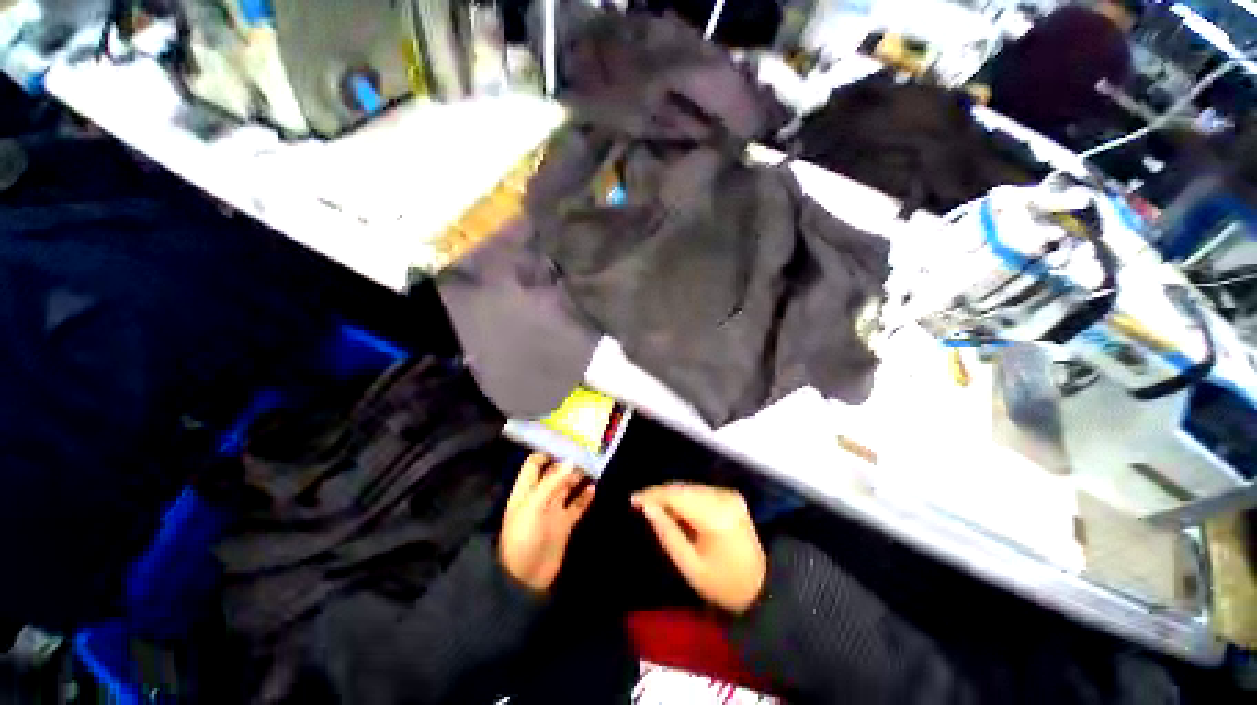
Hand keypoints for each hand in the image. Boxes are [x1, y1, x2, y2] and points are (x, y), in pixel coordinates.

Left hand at [499, 453, 594, 592]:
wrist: (524, 578)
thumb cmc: (523, 537)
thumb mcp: (534, 506)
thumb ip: (552, 482)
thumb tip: (571, 460)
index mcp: (526, 489)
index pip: (535, 463)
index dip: (548, 451)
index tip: (566, 441)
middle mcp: (540, 496)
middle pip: (554, 473)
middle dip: (568, 462)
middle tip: (588, 450)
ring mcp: (553, 510)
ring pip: (568, 487)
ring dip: (579, 477)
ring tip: (595, 465)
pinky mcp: (564, 524)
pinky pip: (577, 505)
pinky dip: (585, 496)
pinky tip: (595, 488)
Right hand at [632, 483, 766, 613]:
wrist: (763, 587)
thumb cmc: (723, 584)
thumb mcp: (690, 566)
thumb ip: (667, 533)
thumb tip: (647, 507)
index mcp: (715, 516)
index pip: (677, 496)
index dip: (653, 495)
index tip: (633, 499)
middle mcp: (723, 498)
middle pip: (683, 488)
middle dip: (660, 494)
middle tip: (639, 503)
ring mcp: (729, 494)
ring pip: (690, 487)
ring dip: (671, 495)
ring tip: (653, 506)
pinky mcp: (730, 496)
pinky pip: (699, 490)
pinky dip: (684, 497)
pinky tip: (673, 508)